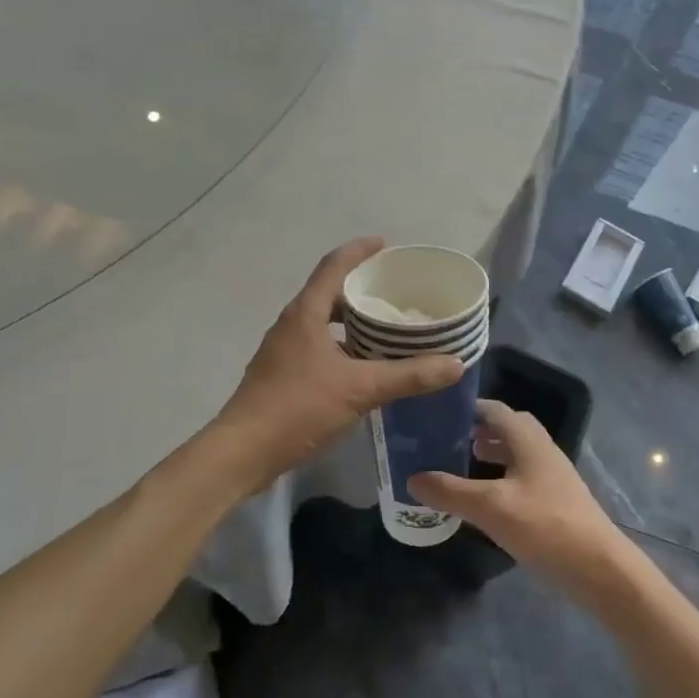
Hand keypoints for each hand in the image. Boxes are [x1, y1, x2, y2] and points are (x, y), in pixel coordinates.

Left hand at [206, 238, 462, 494]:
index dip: (360, 250)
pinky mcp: (281, 374)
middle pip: (328, 291)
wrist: (243, 452)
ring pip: (322, 322)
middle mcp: (292, 323)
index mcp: (305, 313)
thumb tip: (455, 363)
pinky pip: (317, 346)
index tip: (386, 245)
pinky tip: (363, 367)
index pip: (334, 265)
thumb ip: (408, 375)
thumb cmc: (299, 407)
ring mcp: (283, 350)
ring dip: (351, 320)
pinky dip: (342, 346)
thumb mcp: (360, 389)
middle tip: (395, 291)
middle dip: (361, 287)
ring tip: (386, 328)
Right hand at [408, 399, 626, 599]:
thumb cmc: (546, 527)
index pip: (493, 409)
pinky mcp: (554, 500)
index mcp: (528, 439)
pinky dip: (499, 477)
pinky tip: (484, 498)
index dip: (466, 408)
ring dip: (488, 453)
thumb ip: (450, 491)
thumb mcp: (491, 508)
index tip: (435, 414)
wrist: (601, 570)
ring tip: (458, 464)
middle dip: (475, 430)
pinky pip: (520, 475)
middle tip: (443, 440)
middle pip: (505, 428)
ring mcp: (551, 475)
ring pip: (514, 452)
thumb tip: (412, 477)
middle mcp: (541, 449)